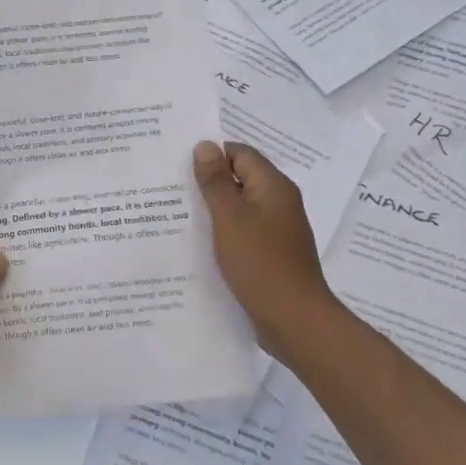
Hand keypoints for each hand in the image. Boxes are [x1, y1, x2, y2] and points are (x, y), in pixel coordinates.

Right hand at [193, 140, 338, 354]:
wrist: (295, 320)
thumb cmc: (261, 263)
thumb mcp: (230, 218)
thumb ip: (216, 181)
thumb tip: (205, 145)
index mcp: (273, 186)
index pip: (240, 153)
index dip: (211, 155)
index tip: (178, 166)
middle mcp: (279, 202)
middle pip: (240, 178)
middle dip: (208, 182)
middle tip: (170, 189)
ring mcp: (277, 230)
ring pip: (239, 207)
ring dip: (213, 209)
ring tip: (178, 215)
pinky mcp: (271, 253)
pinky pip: (243, 231)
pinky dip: (223, 232)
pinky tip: (200, 244)